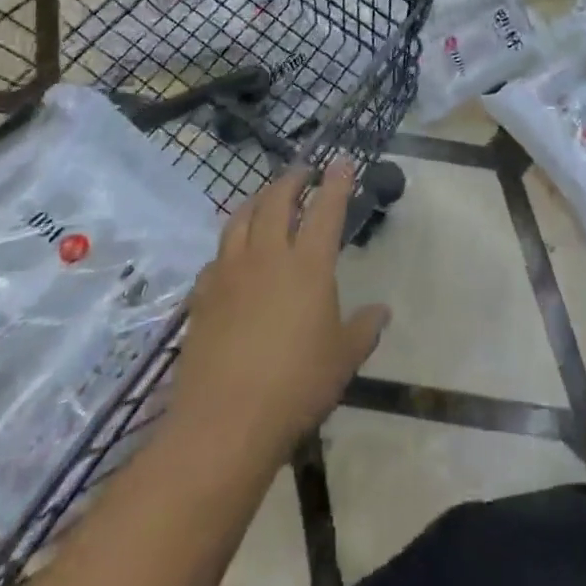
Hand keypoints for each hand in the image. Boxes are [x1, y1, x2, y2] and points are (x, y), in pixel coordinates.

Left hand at [169, 158, 389, 466]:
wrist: (225, 423)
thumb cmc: (296, 387)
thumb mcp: (343, 359)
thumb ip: (364, 329)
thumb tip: (382, 311)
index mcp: (308, 265)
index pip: (326, 209)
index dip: (336, 182)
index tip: (341, 161)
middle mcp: (267, 256)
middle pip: (277, 201)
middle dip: (292, 180)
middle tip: (303, 172)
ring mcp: (230, 273)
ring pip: (240, 219)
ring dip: (257, 200)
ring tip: (265, 197)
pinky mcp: (202, 296)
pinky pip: (216, 257)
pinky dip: (229, 245)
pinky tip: (232, 255)